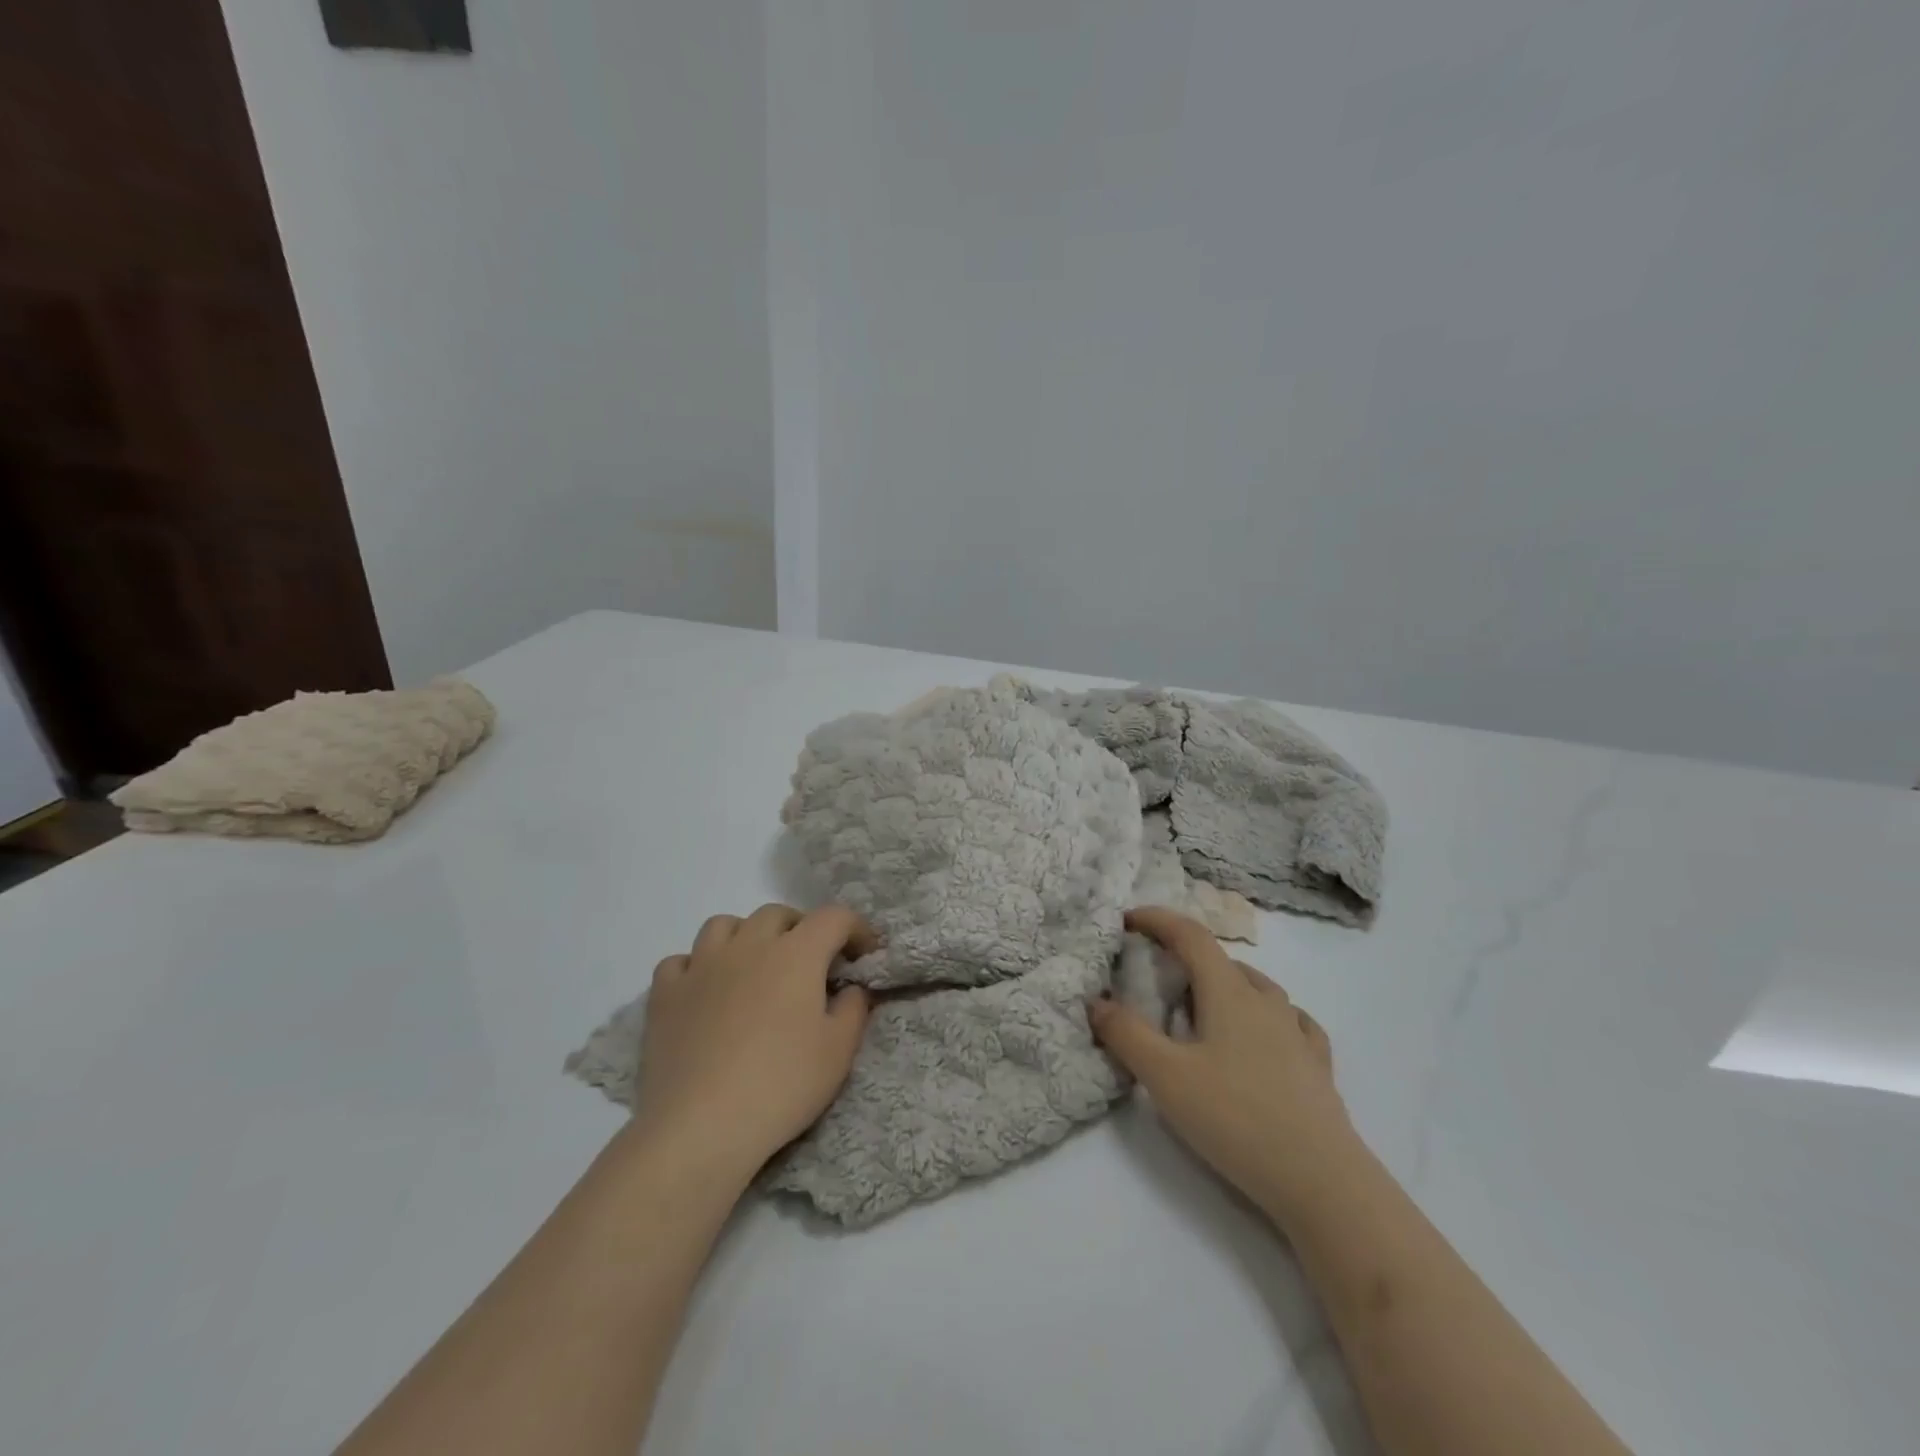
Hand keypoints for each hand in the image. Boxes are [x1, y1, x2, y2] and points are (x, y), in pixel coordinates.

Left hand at [633, 904, 875, 1178]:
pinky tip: (705, 992)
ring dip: (746, 936)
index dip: (855, 929)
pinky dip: (696, 967)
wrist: (701, 1127)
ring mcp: (701, 966)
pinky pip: (680, 961)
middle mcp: (749, 945)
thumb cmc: (782, 1085)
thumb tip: (851, 987)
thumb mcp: (839, 1051)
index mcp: (797, 953)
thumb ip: (854, 1008)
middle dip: (801, 929)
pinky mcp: (665, 994)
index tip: (864, 955)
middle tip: (811, 963)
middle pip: (778, 914)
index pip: (834, 917)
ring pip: (724, 925)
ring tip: (754, 967)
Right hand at [1090, 907, 1358, 1224]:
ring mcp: (1296, 1032)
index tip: (1128, 920)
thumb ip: (1126, 1035)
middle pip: (1222, 960)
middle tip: (1155, 977)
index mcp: (1228, 992)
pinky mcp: (1317, 1066)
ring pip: (1257, 987)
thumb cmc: (1236, 1119)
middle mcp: (1265, 1001)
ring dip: (1223, 983)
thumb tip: (1096, 1001)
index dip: (1158, 920)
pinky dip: (1266, 1014)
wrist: (1322, 1181)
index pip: (1190, 936)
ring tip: (1202, 1007)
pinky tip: (1265, 1033)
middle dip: (1185, 956)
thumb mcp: (1166, 1077)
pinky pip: (1290, 1021)